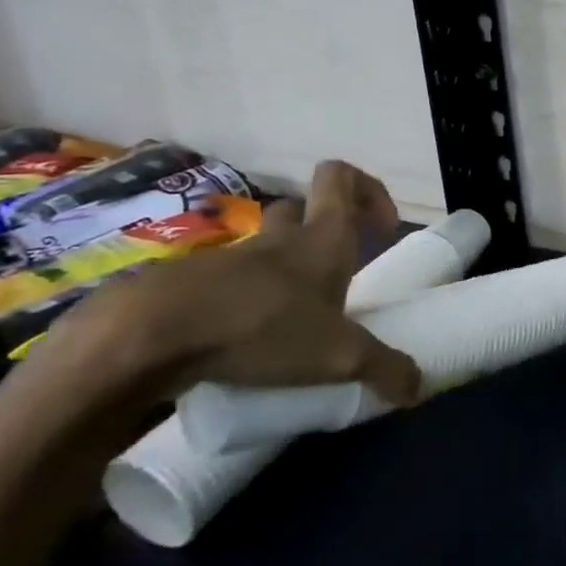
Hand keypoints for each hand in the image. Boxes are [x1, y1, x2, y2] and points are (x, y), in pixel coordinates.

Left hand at [32, 160, 423, 417]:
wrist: (146, 339)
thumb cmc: (262, 327)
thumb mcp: (339, 356)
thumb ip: (384, 368)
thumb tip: (419, 388)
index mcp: (321, 238)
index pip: (341, 177)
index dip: (368, 190)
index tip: (381, 227)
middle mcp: (277, 239)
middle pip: (300, 209)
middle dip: (321, 233)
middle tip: (335, 275)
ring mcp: (227, 260)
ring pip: (261, 248)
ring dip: (279, 271)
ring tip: (291, 319)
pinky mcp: (185, 288)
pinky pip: (224, 285)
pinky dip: (239, 304)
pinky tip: (244, 344)